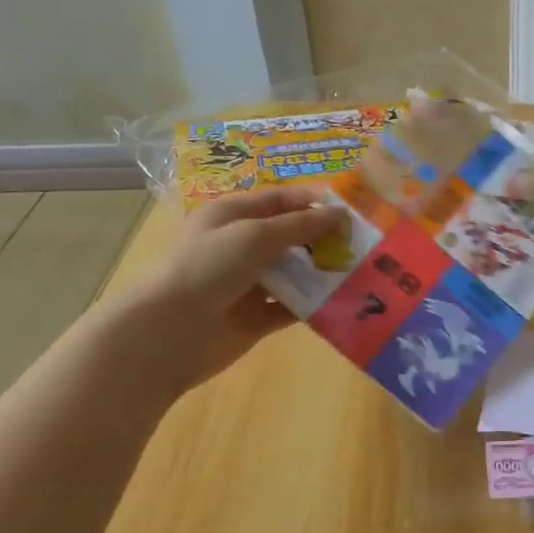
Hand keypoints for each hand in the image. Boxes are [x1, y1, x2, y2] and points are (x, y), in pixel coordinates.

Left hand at [131, 186, 344, 390]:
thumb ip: (300, 225)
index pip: (280, 201)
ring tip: (361, 271)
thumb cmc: (209, 268)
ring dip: (322, 272)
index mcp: (232, 216)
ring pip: (294, 273)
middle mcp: (240, 246)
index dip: (313, 202)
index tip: (351, 210)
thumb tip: (339, 213)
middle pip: (290, 237)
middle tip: (363, 243)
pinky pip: (291, 307)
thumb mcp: (256, 235)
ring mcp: (248, 283)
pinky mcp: (256, 317)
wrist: (170, 331)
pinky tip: (342, 302)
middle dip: (323, 238)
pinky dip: (313, 305)